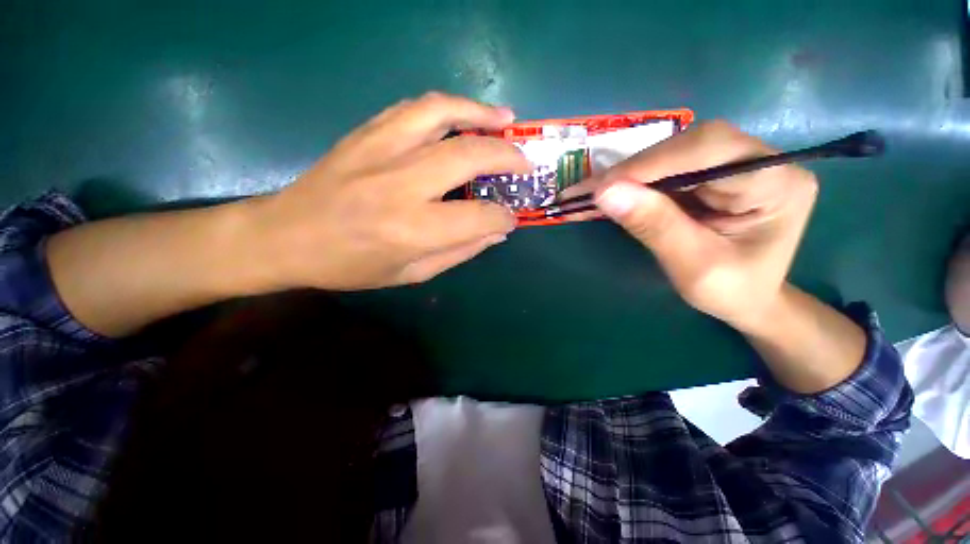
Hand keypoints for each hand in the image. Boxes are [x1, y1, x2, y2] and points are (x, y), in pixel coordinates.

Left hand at [248, 92, 530, 289]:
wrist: (285, 236)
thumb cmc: (350, 265)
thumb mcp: (411, 273)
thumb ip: (459, 251)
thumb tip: (496, 232)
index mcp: (412, 230)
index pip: (478, 217)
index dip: (503, 217)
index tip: (512, 218)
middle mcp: (401, 185)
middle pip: (468, 156)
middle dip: (507, 158)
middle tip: (525, 163)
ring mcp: (380, 151)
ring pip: (442, 115)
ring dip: (481, 114)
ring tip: (507, 120)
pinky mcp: (365, 133)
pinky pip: (414, 108)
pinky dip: (448, 107)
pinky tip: (464, 114)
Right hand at [591, 121, 818, 332]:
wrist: (749, 301)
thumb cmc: (732, 293)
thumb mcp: (694, 266)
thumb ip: (655, 226)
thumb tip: (605, 192)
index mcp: (777, 182)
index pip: (711, 150)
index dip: (652, 163)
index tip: (602, 187)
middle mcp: (761, 161)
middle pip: (688, 146)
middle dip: (632, 170)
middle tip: (587, 192)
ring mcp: (734, 165)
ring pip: (670, 154)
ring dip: (625, 176)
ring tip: (588, 195)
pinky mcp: (710, 176)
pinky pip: (664, 170)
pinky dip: (630, 184)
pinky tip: (606, 195)